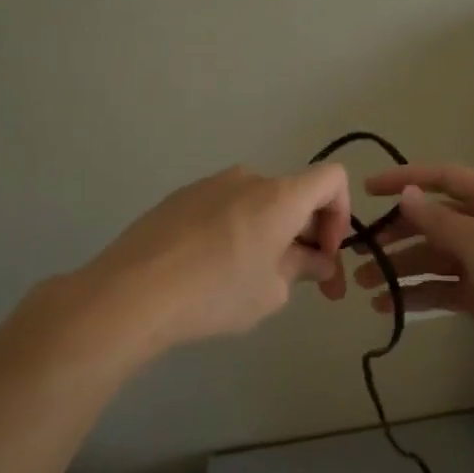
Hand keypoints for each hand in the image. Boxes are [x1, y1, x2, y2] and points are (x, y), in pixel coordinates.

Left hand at [80, 163, 351, 351]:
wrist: (131, 293)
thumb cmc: (216, 293)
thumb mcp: (272, 292)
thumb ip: (303, 269)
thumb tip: (317, 262)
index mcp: (280, 196)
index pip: (333, 179)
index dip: (341, 215)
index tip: (324, 254)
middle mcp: (248, 179)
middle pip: (295, 196)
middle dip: (307, 236)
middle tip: (304, 281)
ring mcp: (209, 185)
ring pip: (258, 204)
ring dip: (271, 234)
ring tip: (253, 279)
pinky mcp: (178, 199)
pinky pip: (225, 210)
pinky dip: (237, 232)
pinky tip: (214, 270)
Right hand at [353, 163, 473, 384]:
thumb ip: (441, 221)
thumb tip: (406, 195)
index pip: (445, 179)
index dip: (407, 179)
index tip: (369, 189)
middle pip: (433, 222)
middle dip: (396, 234)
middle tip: (358, 250)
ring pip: (432, 258)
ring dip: (399, 268)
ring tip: (363, 284)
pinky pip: (439, 289)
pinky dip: (414, 294)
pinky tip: (387, 305)